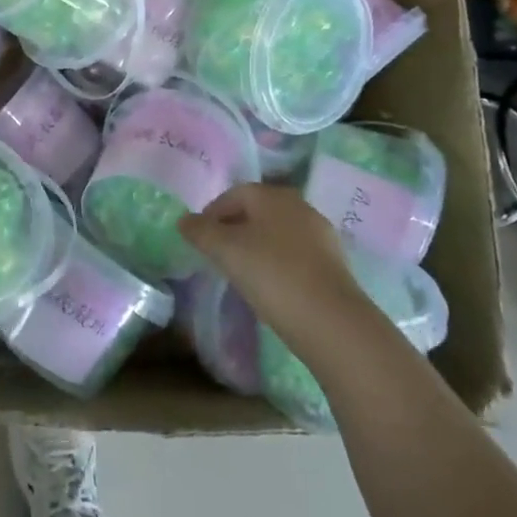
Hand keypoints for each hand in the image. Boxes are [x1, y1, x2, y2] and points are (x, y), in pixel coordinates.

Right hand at [180, 184, 368, 340]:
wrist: (332, 322)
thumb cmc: (272, 275)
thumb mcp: (226, 251)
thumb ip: (201, 232)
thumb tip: (183, 220)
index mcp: (272, 195)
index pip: (234, 194)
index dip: (211, 214)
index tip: (199, 239)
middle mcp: (298, 206)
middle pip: (257, 211)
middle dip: (234, 229)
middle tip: (217, 255)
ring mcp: (320, 234)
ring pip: (276, 232)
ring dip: (256, 246)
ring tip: (242, 272)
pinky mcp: (333, 262)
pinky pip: (294, 253)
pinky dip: (277, 263)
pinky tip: (271, 285)